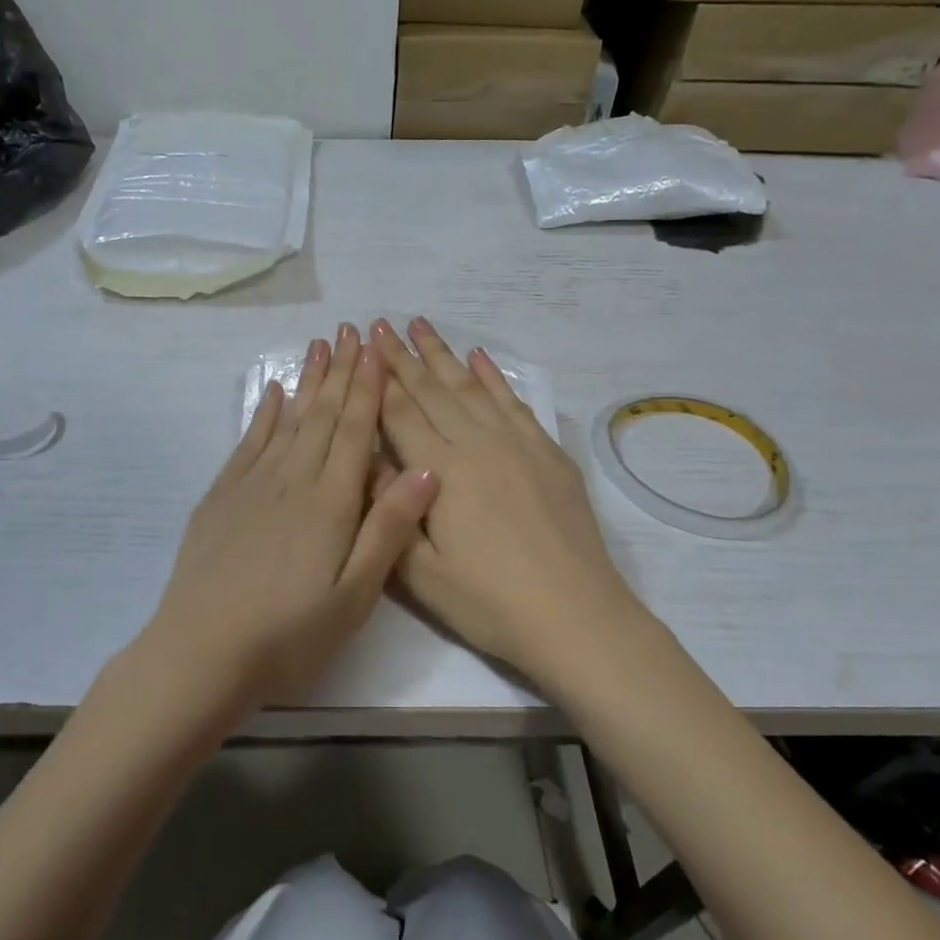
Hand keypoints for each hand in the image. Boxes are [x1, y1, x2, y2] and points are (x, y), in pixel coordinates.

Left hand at [138, 324, 438, 714]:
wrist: (201, 652)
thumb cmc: (289, 634)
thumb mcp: (354, 596)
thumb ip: (388, 529)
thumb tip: (426, 469)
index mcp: (329, 502)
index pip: (355, 431)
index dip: (367, 388)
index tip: (375, 349)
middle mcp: (291, 480)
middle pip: (322, 416)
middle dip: (339, 372)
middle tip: (349, 331)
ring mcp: (251, 485)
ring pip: (286, 421)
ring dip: (305, 382)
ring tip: (317, 346)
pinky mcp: (221, 497)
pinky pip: (247, 443)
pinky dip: (262, 415)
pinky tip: (270, 394)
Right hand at [371, 316, 651, 688]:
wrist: (575, 615)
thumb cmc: (489, 602)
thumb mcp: (420, 572)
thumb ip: (390, 510)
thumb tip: (365, 460)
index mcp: (441, 472)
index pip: (401, 415)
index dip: (379, 380)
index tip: (364, 347)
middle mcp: (476, 445)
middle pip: (433, 392)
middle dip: (404, 357)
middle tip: (382, 324)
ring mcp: (517, 445)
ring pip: (471, 389)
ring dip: (444, 355)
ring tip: (422, 325)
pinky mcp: (547, 454)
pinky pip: (514, 403)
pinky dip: (494, 377)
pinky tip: (481, 357)